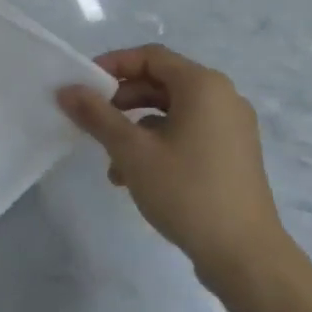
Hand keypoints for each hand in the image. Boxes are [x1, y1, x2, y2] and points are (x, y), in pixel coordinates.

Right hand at [56, 45, 283, 273]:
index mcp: (203, 85)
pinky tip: (135, 177)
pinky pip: (188, 133)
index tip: (83, 86)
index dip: (113, 65)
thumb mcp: (132, 151)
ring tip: (110, 160)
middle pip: (161, 83)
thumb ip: (97, 116)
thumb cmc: (186, 191)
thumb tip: (66, 90)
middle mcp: (223, 97)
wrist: (245, 254)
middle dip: (121, 100)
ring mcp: (232, 127)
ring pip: (172, 112)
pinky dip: (158, 144)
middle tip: (92, 120)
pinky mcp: (232, 154)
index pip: (150, 56)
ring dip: (135, 128)